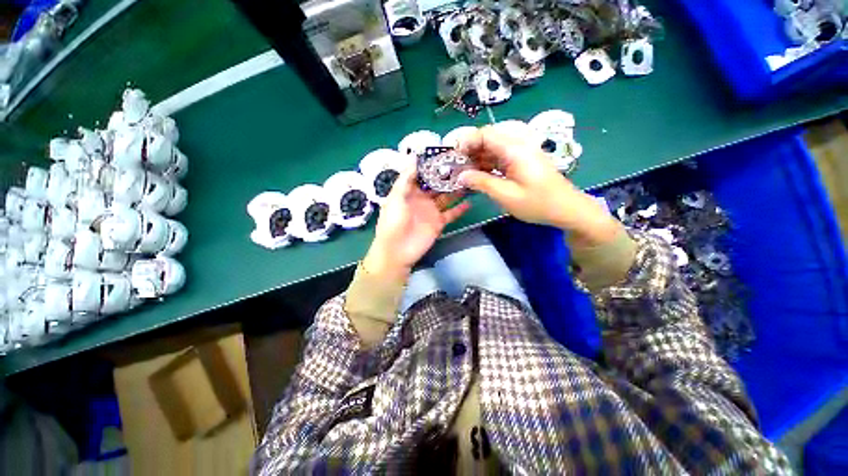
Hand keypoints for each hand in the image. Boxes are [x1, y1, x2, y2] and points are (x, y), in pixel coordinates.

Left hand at [363, 166, 469, 280]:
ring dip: (455, 190)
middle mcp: (421, 199)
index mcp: (409, 191)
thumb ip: (406, 179)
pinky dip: (460, 209)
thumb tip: (413, 157)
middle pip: (436, 185)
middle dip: (447, 176)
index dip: (431, 165)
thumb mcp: (396, 198)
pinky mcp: (439, 223)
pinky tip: (470, 201)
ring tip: (469, 179)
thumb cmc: (393, 222)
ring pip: (446, 197)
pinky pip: (451, 214)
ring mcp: (431, 211)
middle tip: (463, 164)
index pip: (421, 174)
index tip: (444, 153)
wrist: (397, 251)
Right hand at [457, 126, 618, 246]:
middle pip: (488, 139)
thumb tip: (461, 176)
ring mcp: (521, 153)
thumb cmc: (538, 203)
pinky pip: (500, 157)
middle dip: (470, 151)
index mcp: (515, 149)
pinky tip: (478, 176)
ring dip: (477, 159)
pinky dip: (487, 165)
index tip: (453, 157)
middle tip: (456, 168)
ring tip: (464, 174)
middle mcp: (518, 145)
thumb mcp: (506, 195)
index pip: (485, 134)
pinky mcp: (522, 161)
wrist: (567, 208)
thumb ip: (482, 183)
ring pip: (493, 149)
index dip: (466, 142)